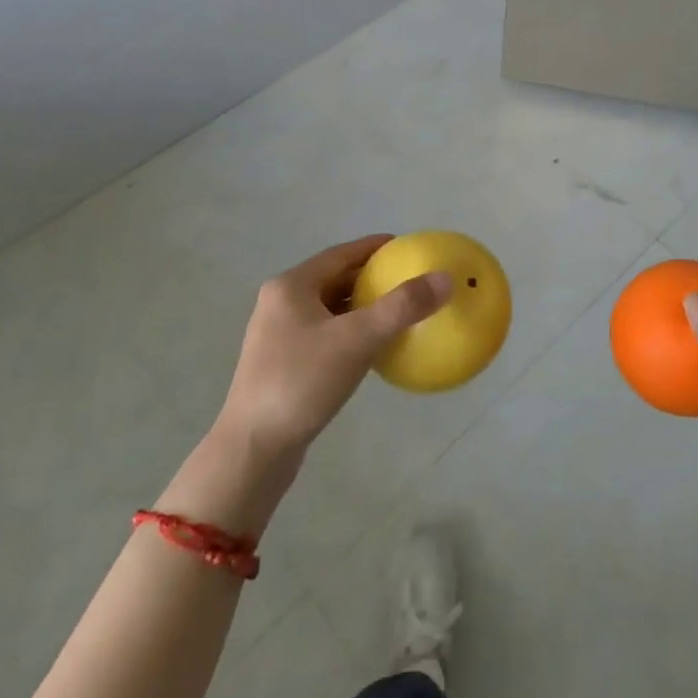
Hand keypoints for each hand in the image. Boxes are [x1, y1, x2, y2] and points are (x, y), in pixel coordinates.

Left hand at [215, 234, 451, 464]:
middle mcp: (281, 304)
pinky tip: (374, 348)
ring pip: (330, 309)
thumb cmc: (301, 382)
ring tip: (399, 311)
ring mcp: (279, 336)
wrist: (252, 449)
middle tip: (409, 280)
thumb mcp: (357, 340)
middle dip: (371, 277)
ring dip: (362, 307)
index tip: (406, 247)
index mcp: (291, 287)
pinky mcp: (283, 365)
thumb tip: (444, 278)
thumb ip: (401, 307)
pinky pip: (326, 336)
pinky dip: (351, 333)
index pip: (341, 254)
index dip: (374, 248)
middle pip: (334, 279)